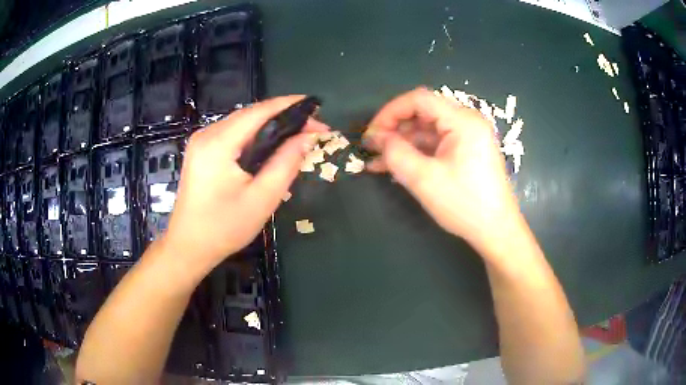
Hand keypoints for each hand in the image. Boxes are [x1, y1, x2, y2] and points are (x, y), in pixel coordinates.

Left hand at [161, 96, 327, 277]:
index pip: (260, 111)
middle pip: (251, 113)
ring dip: (270, 125)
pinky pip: (233, 133)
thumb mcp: (262, 198)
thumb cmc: (225, 227)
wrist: (189, 246)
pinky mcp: (201, 150)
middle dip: (283, 116)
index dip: (291, 105)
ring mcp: (201, 141)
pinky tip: (270, 145)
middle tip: (312, 129)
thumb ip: (287, 163)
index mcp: (218, 143)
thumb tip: (308, 137)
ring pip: (242, 122)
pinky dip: (254, 135)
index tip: (317, 109)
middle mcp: (207, 134)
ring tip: (296, 136)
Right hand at [364, 87, 520, 255]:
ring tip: (376, 160)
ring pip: (427, 130)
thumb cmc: (465, 205)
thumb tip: (378, 138)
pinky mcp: (465, 152)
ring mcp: (467, 137)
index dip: (390, 112)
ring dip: (402, 143)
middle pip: (423, 113)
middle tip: (372, 148)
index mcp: (463, 121)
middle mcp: (467, 122)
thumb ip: (396, 154)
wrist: (496, 231)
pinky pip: (435, 144)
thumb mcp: (425, 180)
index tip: (371, 133)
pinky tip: (394, 165)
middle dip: (394, 129)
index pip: (419, 100)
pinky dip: (416, 153)